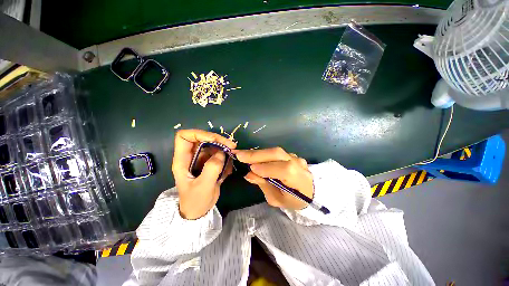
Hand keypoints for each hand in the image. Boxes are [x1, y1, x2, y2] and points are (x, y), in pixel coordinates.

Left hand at [172, 129, 235, 219]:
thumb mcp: (203, 187)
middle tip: (232, 147)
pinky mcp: (209, 164)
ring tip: (230, 164)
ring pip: (213, 147)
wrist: (198, 212)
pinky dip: (226, 160)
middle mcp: (191, 157)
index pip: (184, 137)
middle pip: (203, 139)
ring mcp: (201, 160)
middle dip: (218, 141)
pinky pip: (219, 155)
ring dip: (224, 151)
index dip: (199, 134)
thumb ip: (212, 169)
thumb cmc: (195, 201)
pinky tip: (228, 171)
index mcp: (183, 160)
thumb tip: (221, 153)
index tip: (214, 140)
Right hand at [233, 147, 312, 209]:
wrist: (308, 192)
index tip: (250, 168)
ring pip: (276, 151)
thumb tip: (248, 174)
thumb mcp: (277, 199)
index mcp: (299, 180)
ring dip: (258, 153)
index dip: (266, 168)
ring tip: (244, 155)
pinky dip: (264, 154)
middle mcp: (298, 164)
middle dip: (257, 155)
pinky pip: (276, 152)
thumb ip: (264, 184)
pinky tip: (255, 156)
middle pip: (277, 154)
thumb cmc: (292, 200)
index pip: (283, 170)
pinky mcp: (291, 154)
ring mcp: (296, 157)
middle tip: (239, 155)